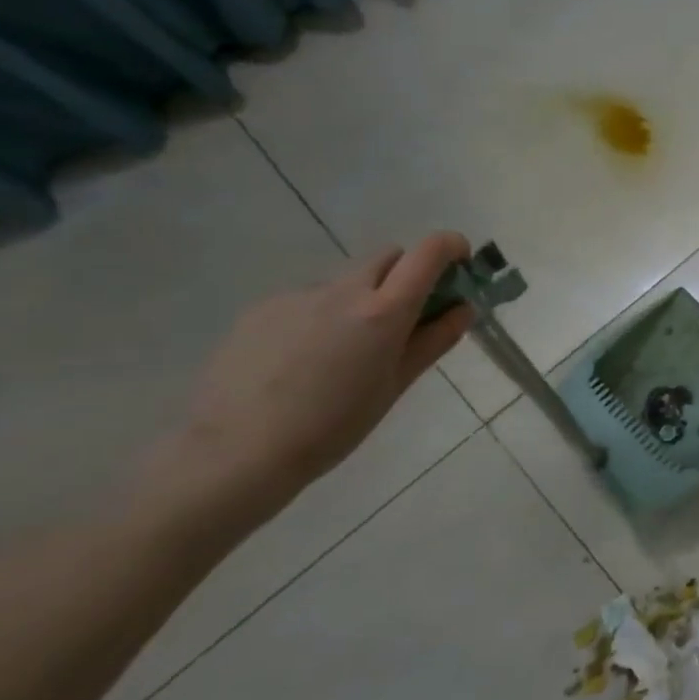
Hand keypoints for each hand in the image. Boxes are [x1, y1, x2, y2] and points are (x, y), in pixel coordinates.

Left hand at [163, 233, 475, 516]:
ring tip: (341, 352)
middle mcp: (343, 290)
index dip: (450, 247)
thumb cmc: (333, 425)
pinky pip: (307, 299)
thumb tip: (463, 309)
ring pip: (346, 281)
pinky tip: (301, 360)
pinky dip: (320, 316)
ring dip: (360, 299)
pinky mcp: (261, 308)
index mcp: (384, 310)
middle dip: (405, 275)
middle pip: (388, 257)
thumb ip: (435, 340)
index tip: (459, 265)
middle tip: (403, 318)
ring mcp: (298, 295)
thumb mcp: (396, 385)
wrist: (235, 452)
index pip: (428, 252)